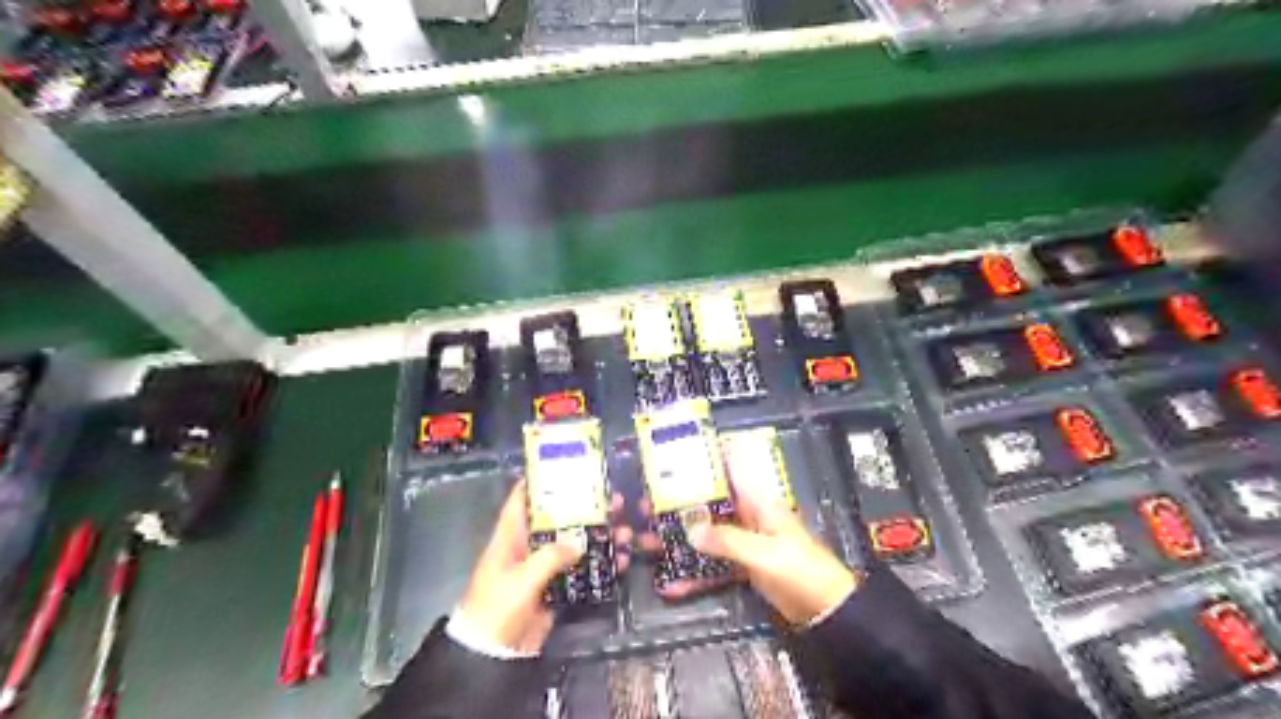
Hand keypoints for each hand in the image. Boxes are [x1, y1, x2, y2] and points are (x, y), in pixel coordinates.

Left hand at [457, 480, 630, 654]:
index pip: (521, 501)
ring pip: (573, 546)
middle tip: (613, 500)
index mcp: (509, 538)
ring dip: (598, 537)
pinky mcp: (554, 590)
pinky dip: (599, 566)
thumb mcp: (521, 578)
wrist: (491, 657)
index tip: (565, 467)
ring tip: (624, 530)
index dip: (538, 482)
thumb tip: (580, 542)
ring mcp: (541, 570)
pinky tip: (620, 560)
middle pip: (557, 521)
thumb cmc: (497, 608)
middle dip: (584, 509)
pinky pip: (579, 572)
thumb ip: (550, 557)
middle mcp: (526, 548)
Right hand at [642, 481, 859, 625]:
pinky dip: (695, 575)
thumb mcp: (765, 553)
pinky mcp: (744, 567)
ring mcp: (745, 543)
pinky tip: (672, 585)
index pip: (731, 473)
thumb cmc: (801, 570)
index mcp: (759, 504)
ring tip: (647, 544)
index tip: (677, 457)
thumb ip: (728, 541)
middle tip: (647, 507)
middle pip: (710, 507)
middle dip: (680, 508)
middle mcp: (749, 518)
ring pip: (707, 537)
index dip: (708, 463)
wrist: (826, 610)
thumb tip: (691, 531)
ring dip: (681, 542)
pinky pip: (714, 566)